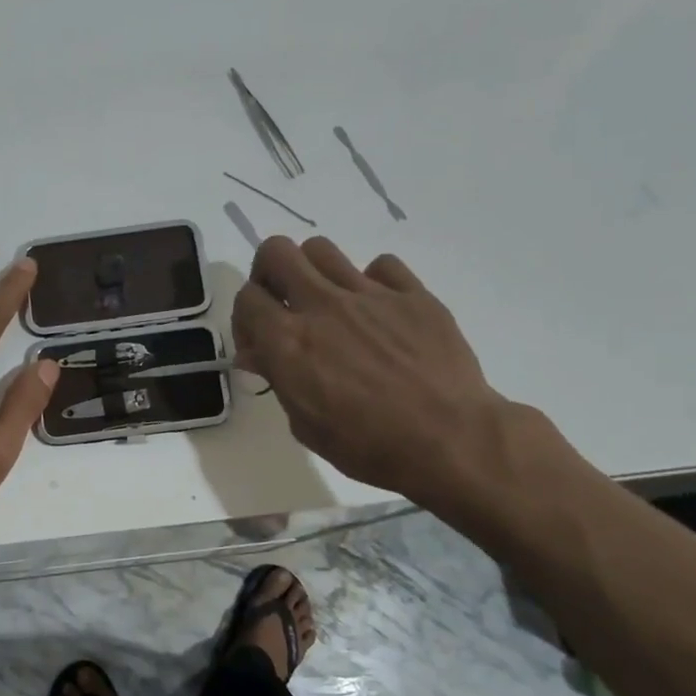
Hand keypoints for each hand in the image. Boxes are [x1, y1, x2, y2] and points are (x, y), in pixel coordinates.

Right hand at [231, 236, 511, 509]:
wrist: (450, 441)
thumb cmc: (368, 446)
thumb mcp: (305, 424)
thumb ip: (278, 379)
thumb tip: (258, 354)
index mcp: (288, 341)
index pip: (246, 298)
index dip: (245, 317)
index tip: (258, 342)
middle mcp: (322, 306)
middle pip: (276, 252)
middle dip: (269, 273)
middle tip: (282, 302)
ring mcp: (369, 294)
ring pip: (322, 249)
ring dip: (314, 271)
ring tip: (328, 302)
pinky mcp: (412, 294)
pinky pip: (381, 265)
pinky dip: (372, 282)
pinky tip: (379, 312)